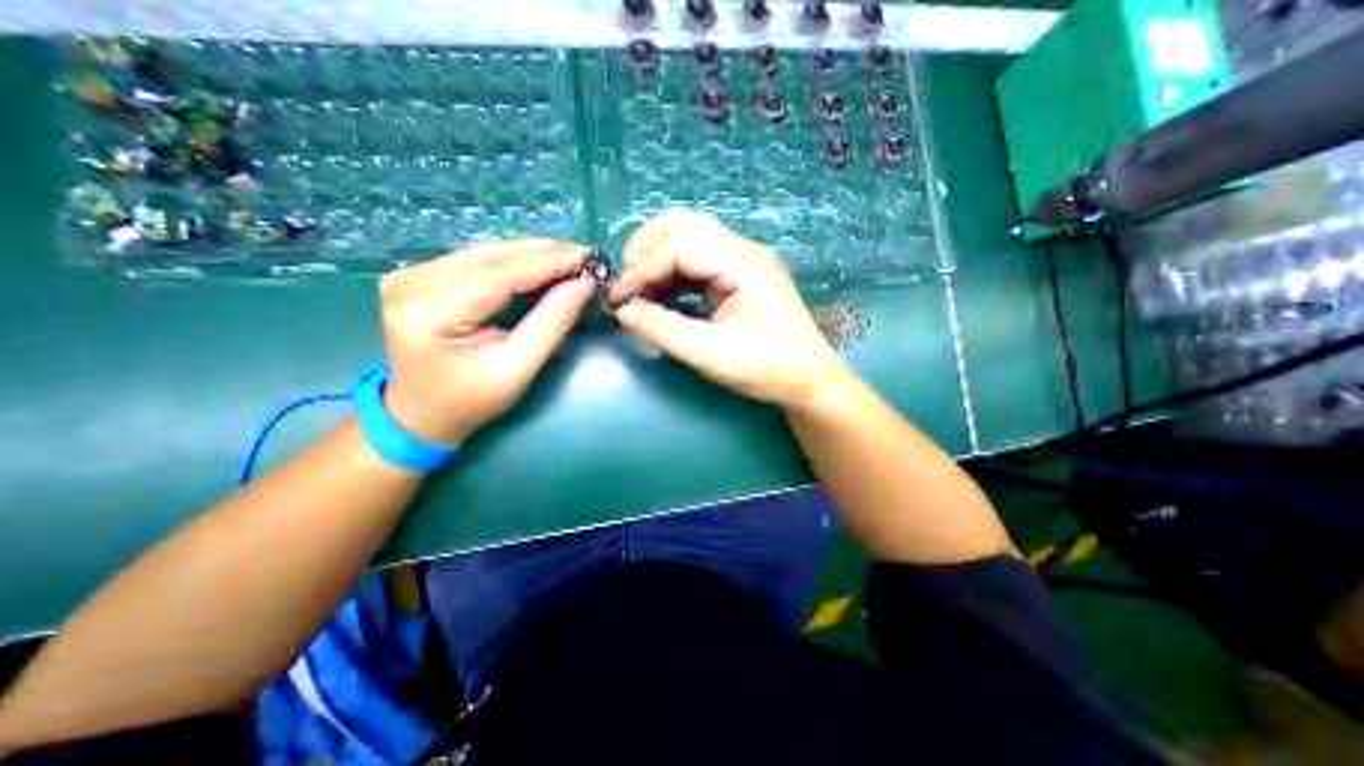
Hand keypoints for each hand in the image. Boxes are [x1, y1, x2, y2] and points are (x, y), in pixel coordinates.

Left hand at [376, 239, 590, 441]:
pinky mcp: (420, 275)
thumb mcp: (517, 369)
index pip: (497, 275)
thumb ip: (551, 324)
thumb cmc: (471, 400)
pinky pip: (477, 260)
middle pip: (490, 257)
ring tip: (570, 258)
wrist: (422, 414)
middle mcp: (412, 283)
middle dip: (543, 254)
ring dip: (532, 254)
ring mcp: (412, 275)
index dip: (547, 263)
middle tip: (586, 256)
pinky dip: (514, 261)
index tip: (588, 256)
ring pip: (485, 253)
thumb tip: (584, 285)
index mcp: (429, 313)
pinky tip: (541, 263)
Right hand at [610, 210, 847, 408]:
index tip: (619, 298)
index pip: (681, 245)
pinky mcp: (737, 275)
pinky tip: (660, 294)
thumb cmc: (767, 369)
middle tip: (627, 285)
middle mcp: (743, 251)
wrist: (807, 379)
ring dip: (657, 259)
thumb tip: (622, 312)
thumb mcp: (711, 354)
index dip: (643, 267)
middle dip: (646, 250)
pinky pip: (696, 260)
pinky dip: (671, 272)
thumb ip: (663, 330)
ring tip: (638, 290)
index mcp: (745, 264)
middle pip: (684, 226)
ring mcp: (742, 260)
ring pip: (688, 238)